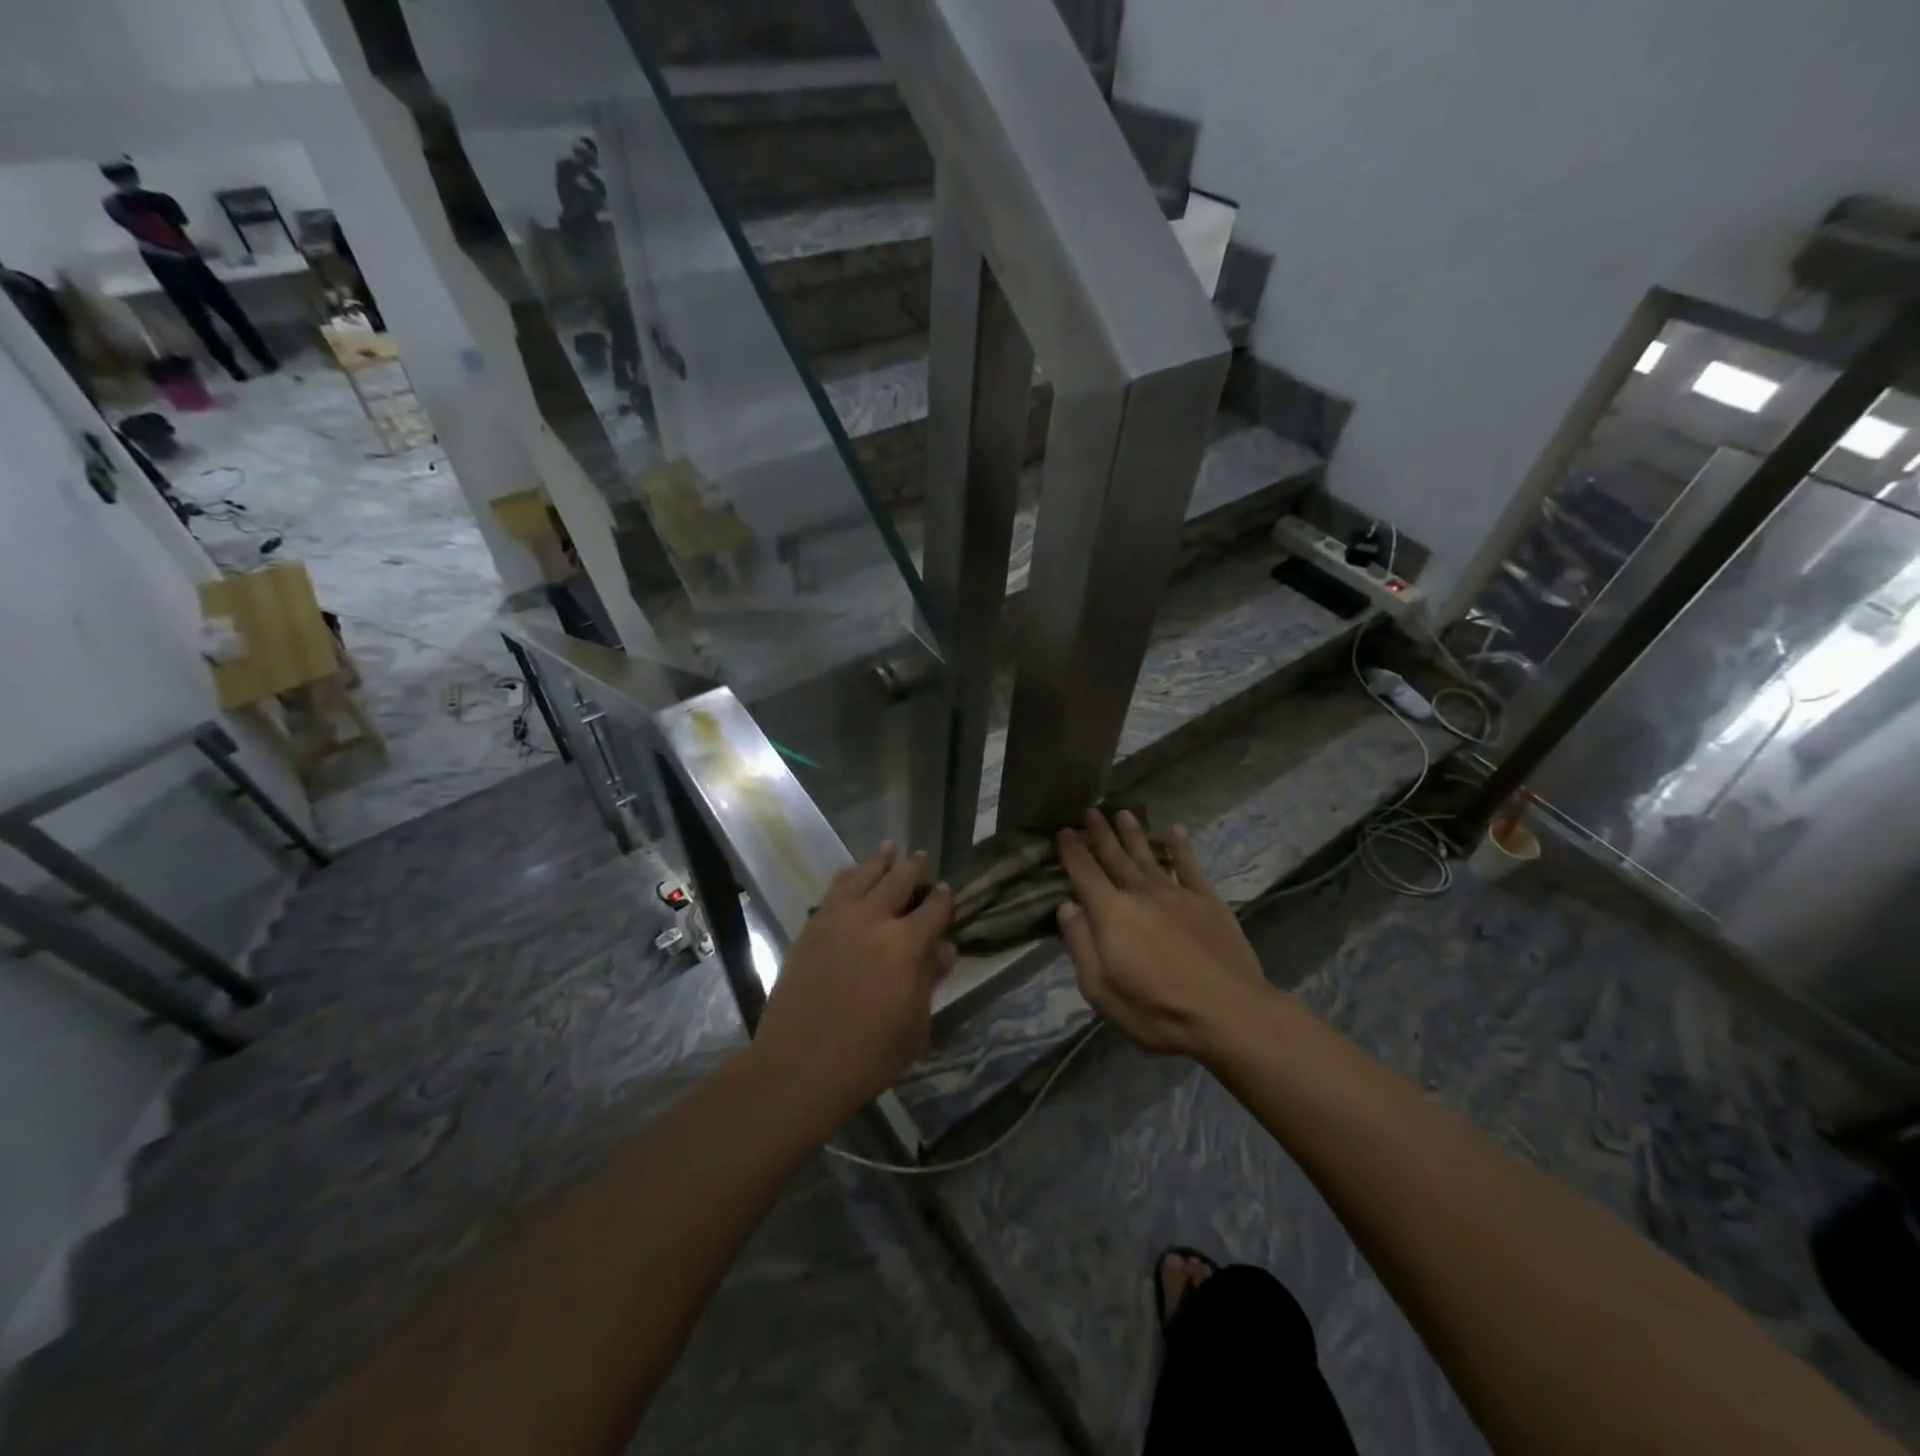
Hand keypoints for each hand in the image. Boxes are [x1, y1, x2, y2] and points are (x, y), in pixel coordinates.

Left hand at [751, 843, 955, 1125]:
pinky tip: (852, 872)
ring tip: (889, 847)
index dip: (943, 897)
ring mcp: (838, 919)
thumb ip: (929, 980)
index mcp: (907, 944)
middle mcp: (874, 920)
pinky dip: (848, 875)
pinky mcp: (812, 927)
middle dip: (913, 867)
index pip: (934, 909)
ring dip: (879, 860)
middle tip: (920, 857)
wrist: (799, 1066)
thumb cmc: (869, 1055)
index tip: (947, 890)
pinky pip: (834, 890)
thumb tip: (943, 948)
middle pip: (898, 881)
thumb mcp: (915, 1025)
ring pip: (863, 876)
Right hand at [1055, 809, 1267, 1056]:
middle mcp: (1140, 893)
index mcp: (1110, 912)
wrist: (1227, 1013)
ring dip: (1133, 833)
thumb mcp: (1100, 988)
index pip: (1084, 873)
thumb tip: (1068, 906)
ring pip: (1148, 855)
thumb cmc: (1155, 1010)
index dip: (1072, 851)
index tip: (1064, 831)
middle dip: (1100, 834)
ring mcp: (1176, 893)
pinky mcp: (1207, 901)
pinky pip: (1190, 866)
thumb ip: (1080, 944)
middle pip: (1115, 856)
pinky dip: (1181, 847)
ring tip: (1123, 813)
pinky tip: (1176, 832)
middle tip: (1091, 811)